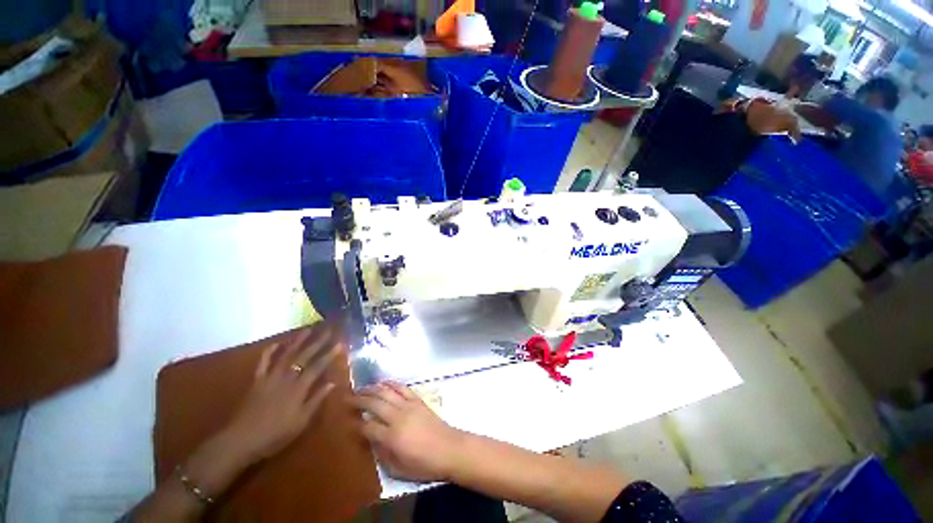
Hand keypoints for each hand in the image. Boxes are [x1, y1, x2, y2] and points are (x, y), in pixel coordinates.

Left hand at [221, 325, 342, 464]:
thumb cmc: (275, 434)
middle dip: (318, 342)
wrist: (241, 441)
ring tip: (307, 330)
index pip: (318, 367)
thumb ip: (316, 401)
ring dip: (297, 341)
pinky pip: (263, 363)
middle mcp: (286, 378)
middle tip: (328, 330)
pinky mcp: (257, 381)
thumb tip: (332, 383)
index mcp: (298, 388)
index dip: (330, 354)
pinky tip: (276, 344)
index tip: (340, 343)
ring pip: (286, 355)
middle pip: (304, 356)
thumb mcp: (301, 422)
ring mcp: (270, 377)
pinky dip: (269, 352)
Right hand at [352, 382, 463, 481]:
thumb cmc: (424, 464)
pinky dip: (391, 383)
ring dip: (372, 389)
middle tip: (347, 399)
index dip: (356, 425)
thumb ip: (382, 455)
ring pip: (387, 392)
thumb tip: (371, 441)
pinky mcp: (417, 400)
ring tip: (361, 389)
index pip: (368, 427)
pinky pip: (402, 387)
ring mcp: (409, 405)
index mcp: (392, 437)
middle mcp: (398, 417)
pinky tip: (383, 382)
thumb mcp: (399, 469)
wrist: (449, 448)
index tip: (348, 422)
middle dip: (359, 400)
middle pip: (374, 404)